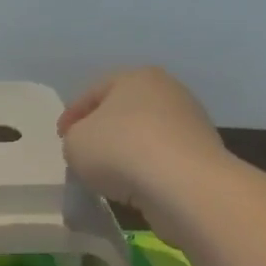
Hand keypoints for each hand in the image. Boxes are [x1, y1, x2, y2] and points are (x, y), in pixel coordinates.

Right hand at [57, 67, 226, 205]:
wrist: (185, 186)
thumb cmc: (121, 150)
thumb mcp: (75, 142)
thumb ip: (74, 139)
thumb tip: (88, 146)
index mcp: (135, 77)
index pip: (93, 92)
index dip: (72, 116)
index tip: (61, 138)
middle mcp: (167, 92)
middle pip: (122, 112)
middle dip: (102, 131)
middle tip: (83, 153)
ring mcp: (190, 123)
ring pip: (145, 136)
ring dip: (126, 153)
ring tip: (108, 176)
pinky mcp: (204, 156)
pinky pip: (163, 160)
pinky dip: (147, 171)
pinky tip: (134, 188)